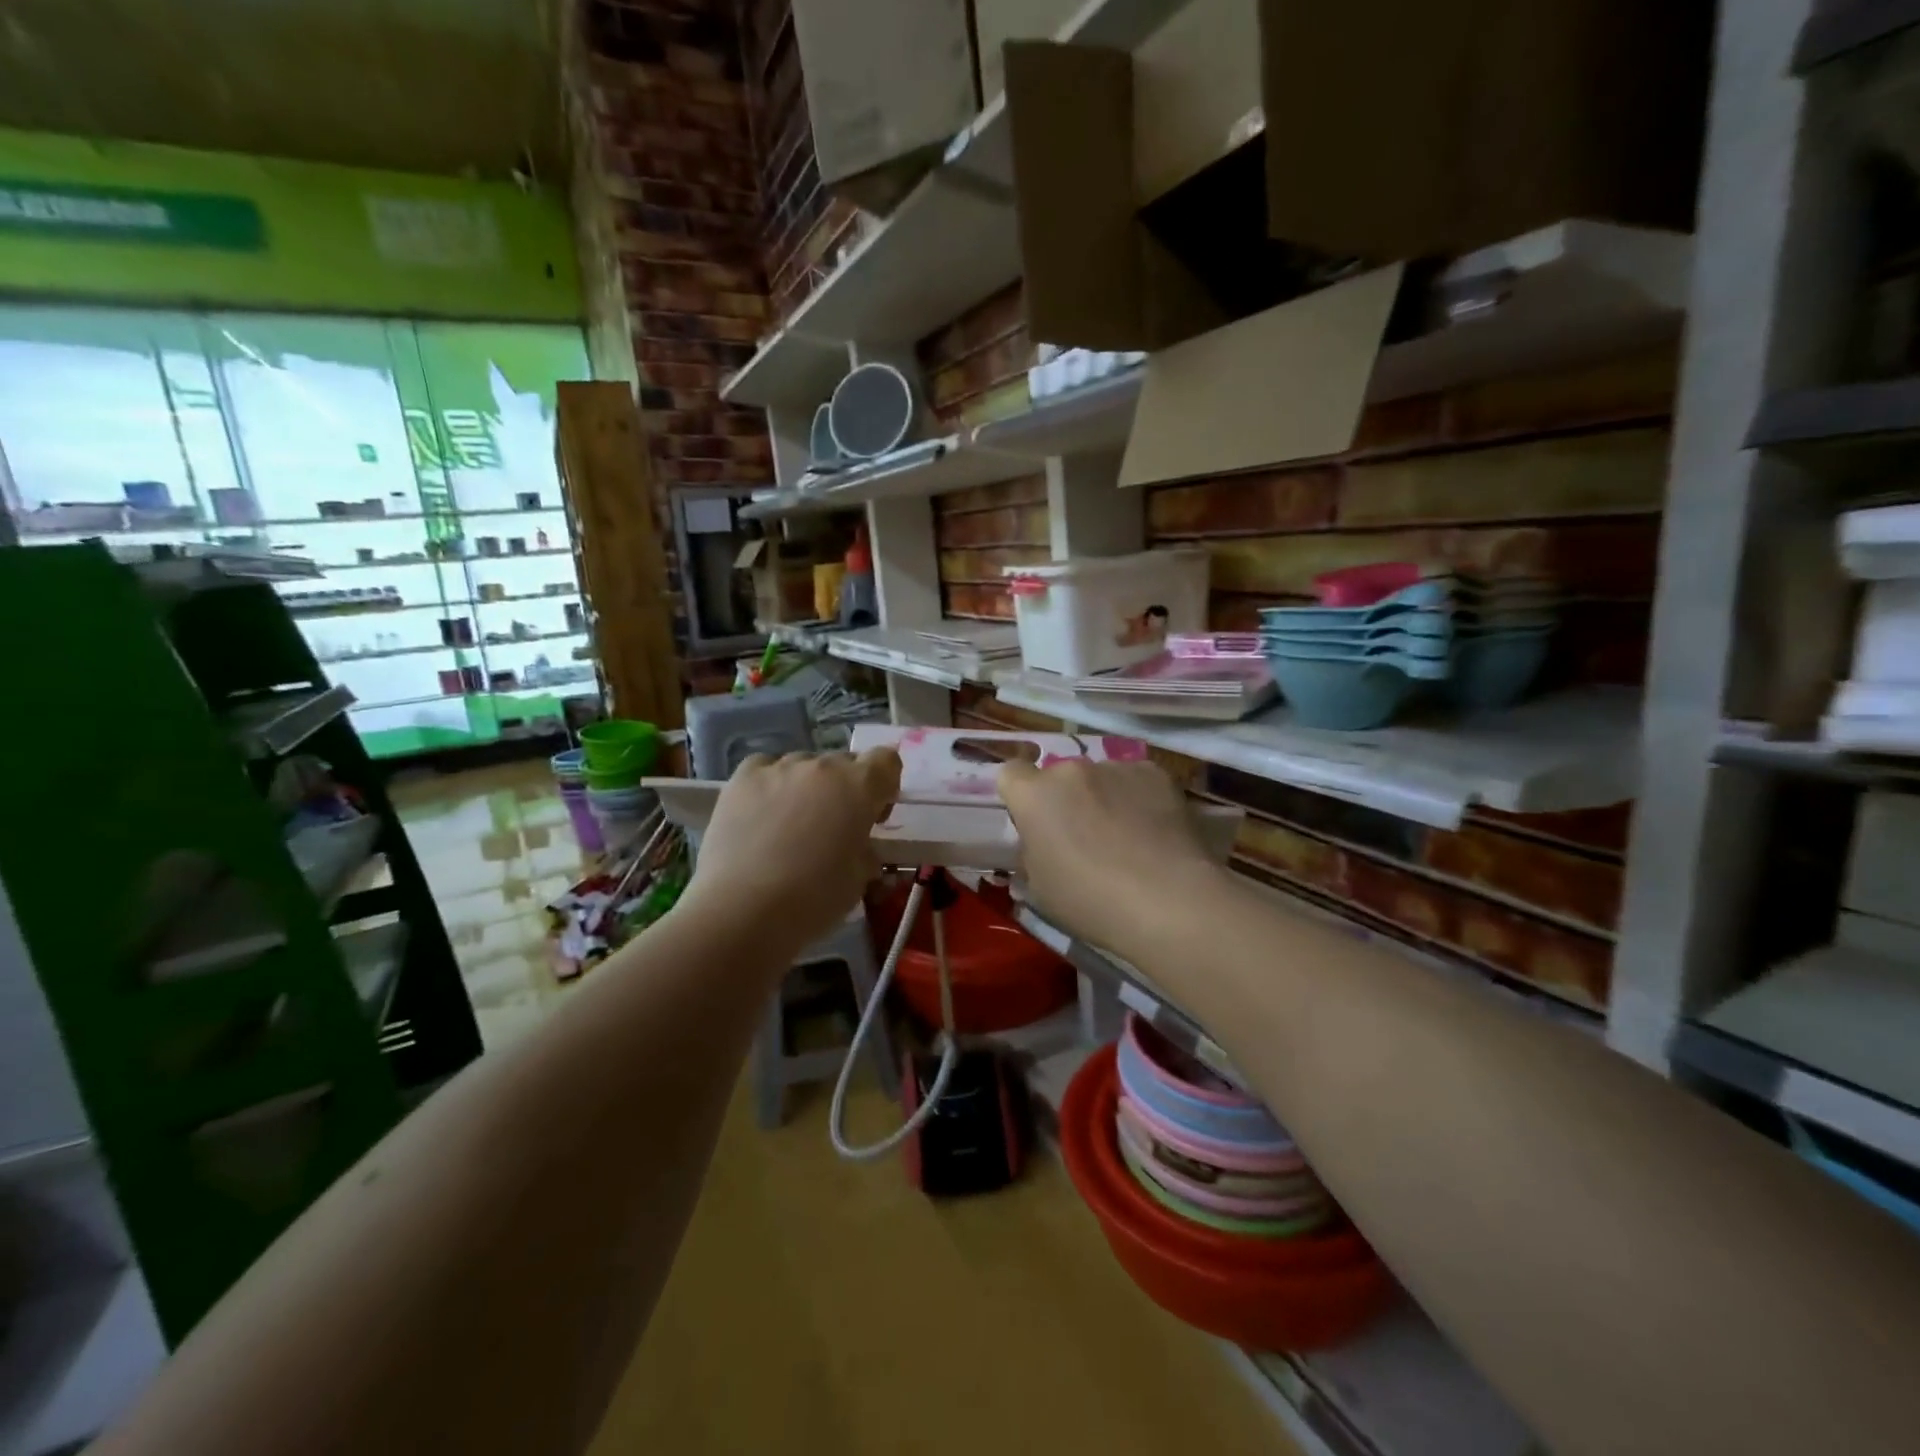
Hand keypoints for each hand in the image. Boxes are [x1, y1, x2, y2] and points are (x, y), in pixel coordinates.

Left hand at [681, 749, 901, 952]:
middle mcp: (823, 766)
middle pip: (843, 763)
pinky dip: (771, 784)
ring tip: (790, 826)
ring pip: (804, 765)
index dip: (885, 785)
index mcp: (860, 787)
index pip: (886, 761)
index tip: (874, 815)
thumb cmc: (814, 899)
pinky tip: (761, 813)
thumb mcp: (859, 880)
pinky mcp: (742, 777)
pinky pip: (766, 768)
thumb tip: (860, 848)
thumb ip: (866, 852)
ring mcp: (780, 768)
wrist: (743, 910)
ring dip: (807, 787)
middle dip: (845, 790)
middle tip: (833, 828)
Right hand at [998, 759, 1224, 956]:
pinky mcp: (1156, 773)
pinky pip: (1136, 781)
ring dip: (1103, 797)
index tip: (1033, 821)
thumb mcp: (1040, 887)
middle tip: (1083, 837)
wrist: (1168, 901)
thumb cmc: (1091, 901)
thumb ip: (1033, 851)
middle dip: (1066, 799)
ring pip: (1100, 778)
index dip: (1020, 796)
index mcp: (1034, 796)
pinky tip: (1154, 831)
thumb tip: (1042, 842)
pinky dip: (1139, 798)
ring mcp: (1116, 767)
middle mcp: (1071, 770)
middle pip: (1060, 777)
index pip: (1010, 774)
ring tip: (1126, 836)